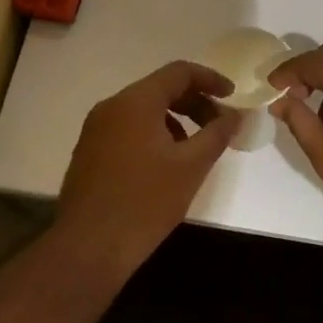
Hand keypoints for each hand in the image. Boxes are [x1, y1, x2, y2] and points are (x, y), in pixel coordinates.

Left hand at [56, 61, 240, 275]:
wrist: (87, 250)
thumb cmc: (145, 203)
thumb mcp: (191, 167)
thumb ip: (217, 134)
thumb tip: (235, 115)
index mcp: (136, 101)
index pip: (179, 72)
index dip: (210, 79)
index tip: (233, 96)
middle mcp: (112, 106)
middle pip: (161, 89)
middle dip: (195, 102)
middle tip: (219, 126)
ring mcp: (95, 129)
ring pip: (144, 110)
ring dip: (175, 120)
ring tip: (196, 149)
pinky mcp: (89, 152)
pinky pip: (128, 128)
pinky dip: (154, 134)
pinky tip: (166, 165)